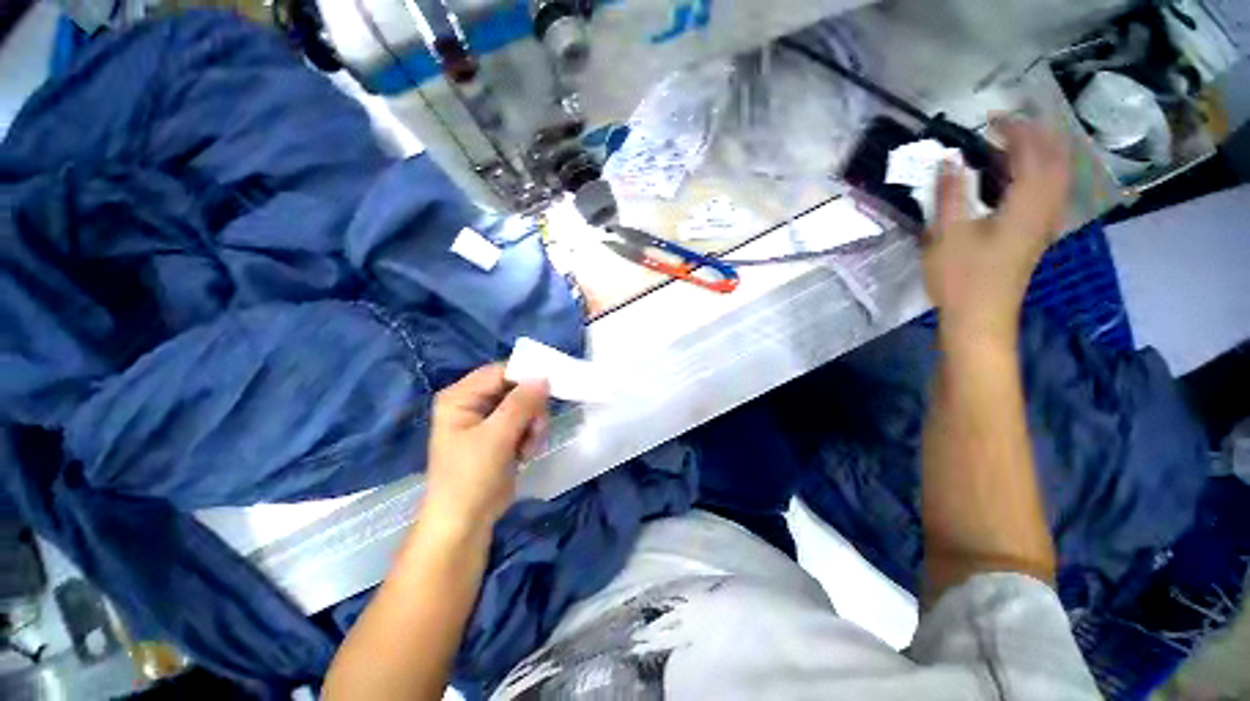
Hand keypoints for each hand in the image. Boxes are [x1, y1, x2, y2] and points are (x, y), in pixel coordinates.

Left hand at [424, 364, 549, 530]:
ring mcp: (488, 418)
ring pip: (525, 405)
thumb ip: (521, 403)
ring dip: (534, 424)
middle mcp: (473, 402)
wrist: (465, 522)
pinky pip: (526, 421)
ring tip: (529, 447)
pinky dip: (531, 434)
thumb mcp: (496, 437)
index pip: (500, 371)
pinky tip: (526, 453)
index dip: (526, 377)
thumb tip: (544, 377)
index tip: (551, 388)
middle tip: (536, 429)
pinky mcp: (501, 433)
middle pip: (516, 388)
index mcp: (460, 396)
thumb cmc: (471, 476)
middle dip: (531, 408)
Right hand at [922, 118, 1070, 345]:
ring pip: (1058, 175)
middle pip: (1056, 159)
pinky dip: (1041, 173)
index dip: (1014, 129)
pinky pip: (1051, 191)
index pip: (1031, 152)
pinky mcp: (1039, 234)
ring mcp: (1046, 222)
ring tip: (1015, 144)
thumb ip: (950, 194)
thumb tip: (949, 160)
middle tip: (1008, 125)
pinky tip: (1021, 177)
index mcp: (1026, 203)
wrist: (980, 317)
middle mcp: (1046, 207)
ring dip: (1042, 152)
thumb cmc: (961, 277)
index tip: (991, 118)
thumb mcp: (947, 234)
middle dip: (1036, 135)